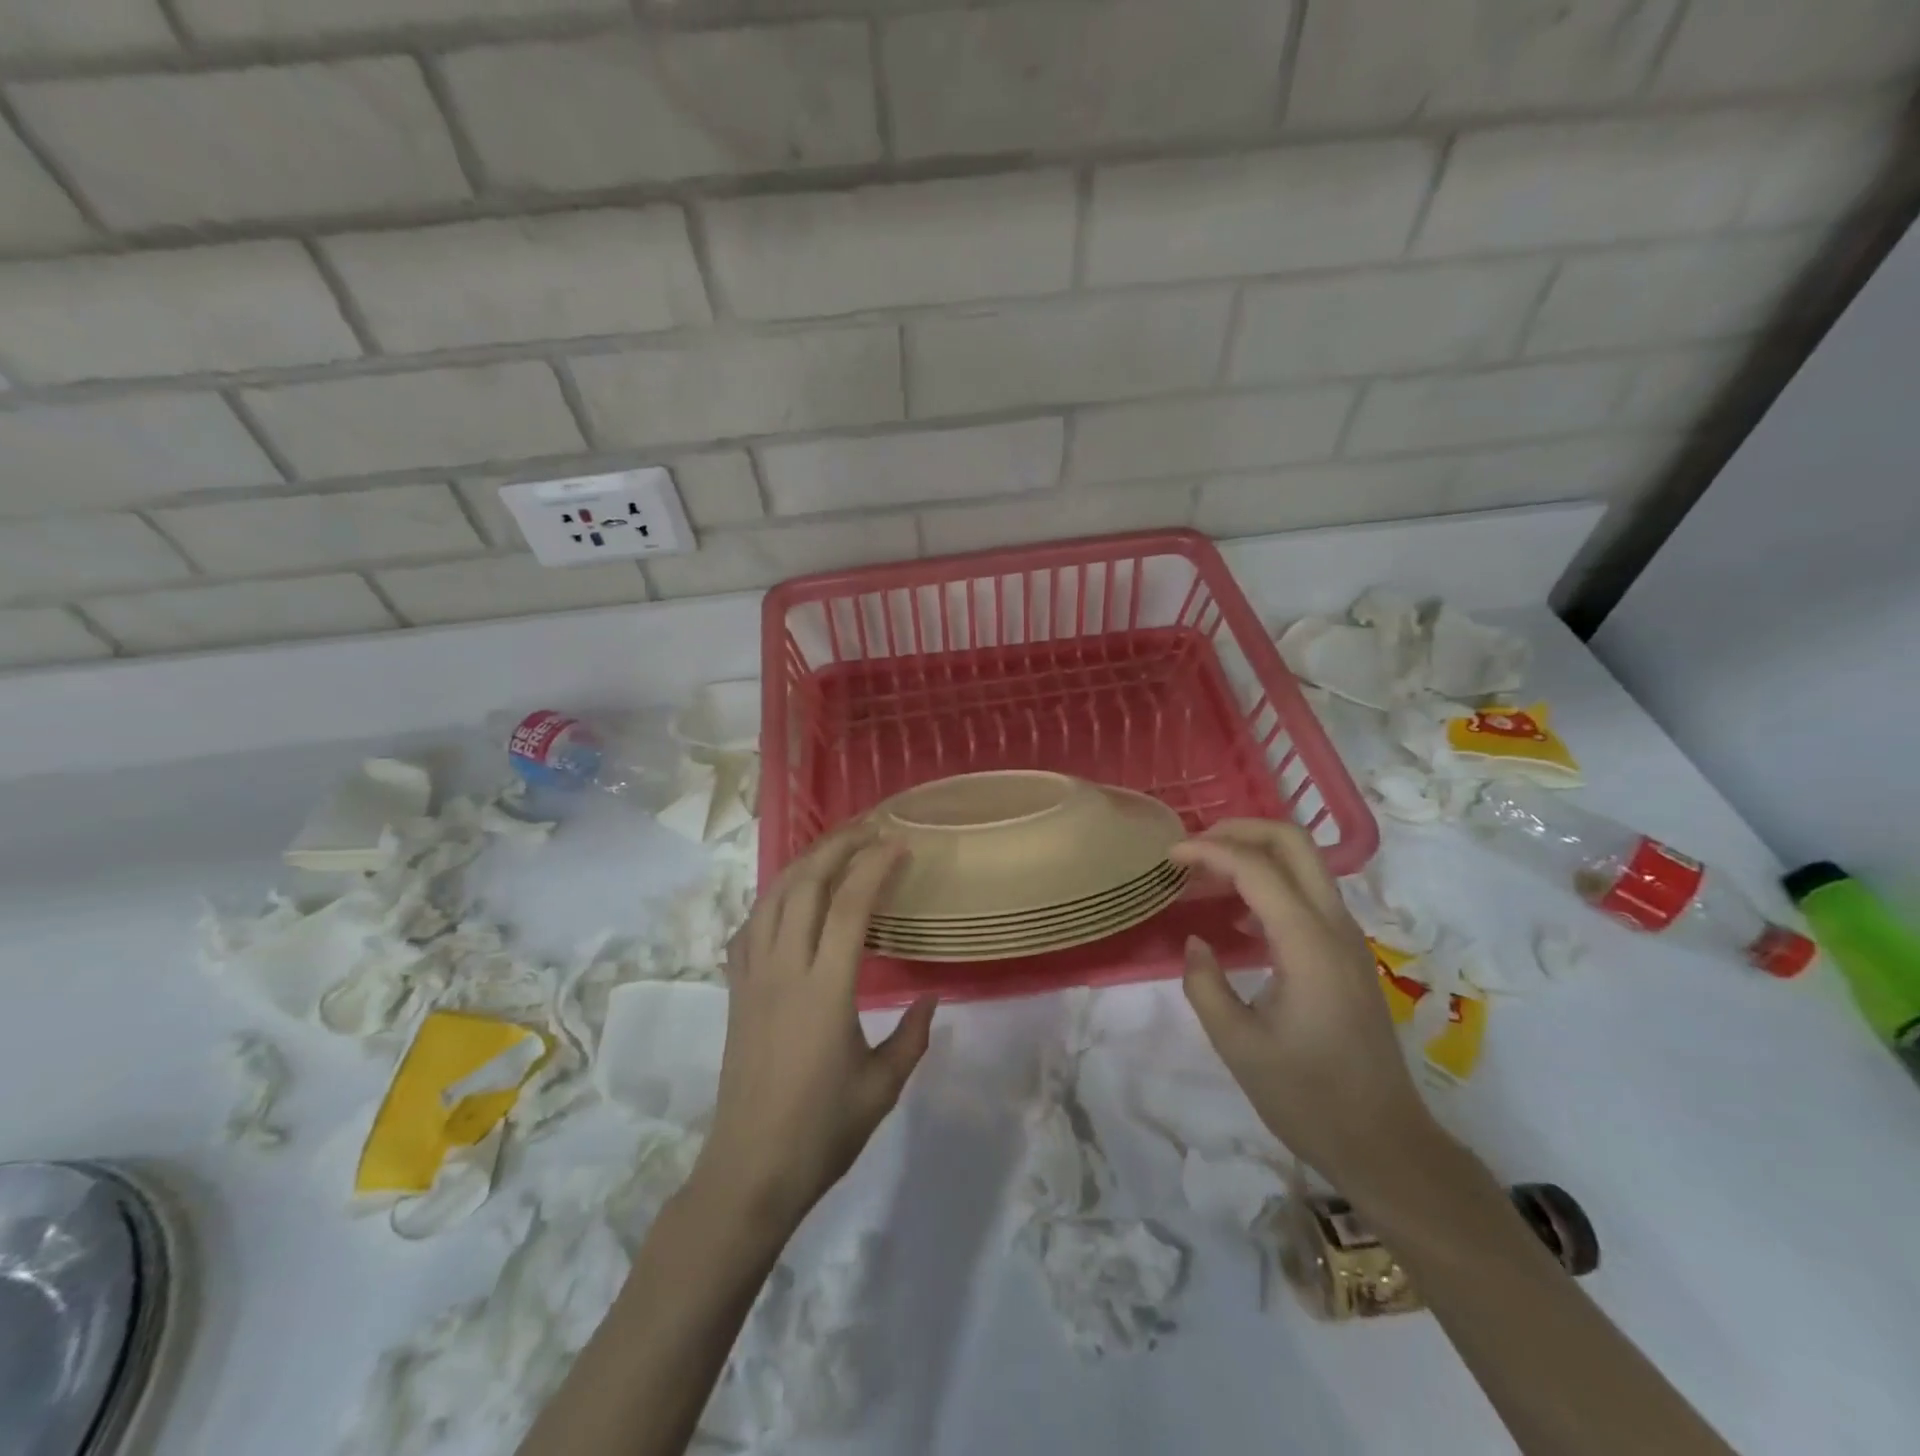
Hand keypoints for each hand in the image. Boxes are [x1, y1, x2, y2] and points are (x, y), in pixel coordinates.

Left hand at [691, 825, 936, 1230]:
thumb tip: (932, 997)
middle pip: (806, 885)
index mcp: (826, 989)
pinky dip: (773, 897)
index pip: (851, 905)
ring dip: (805, 864)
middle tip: (869, 828)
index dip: (875, 866)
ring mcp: (753, 977)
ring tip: (834, 848)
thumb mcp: (883, 1086)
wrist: (749, 1171)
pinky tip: (789, 898)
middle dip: (838, 846)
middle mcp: (785, 970)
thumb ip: (912, 1036)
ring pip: (773, 897)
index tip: (899, 844)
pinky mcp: (736, 990)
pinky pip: (750, 926)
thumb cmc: (823, 1131)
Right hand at [1171, 820, 1438, 1193]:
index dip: (1209, 851)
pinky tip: (1236, 917)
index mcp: (1308, 945)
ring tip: (1205, 876)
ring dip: (1254, 854)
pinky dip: (1269, 883)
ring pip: (1304, 863)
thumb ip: (1205, 984)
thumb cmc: (1309, 1099)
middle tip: (1193, 848)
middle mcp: (1334, 927)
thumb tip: (1197, 944)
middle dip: (1240, 830)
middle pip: (1293, 843)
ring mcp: (1347, 939)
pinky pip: (1307, 894)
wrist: (1386, 1144)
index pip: (1257, 868)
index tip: (1169, 856)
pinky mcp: (1347, 955)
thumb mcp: (1238, 1045)